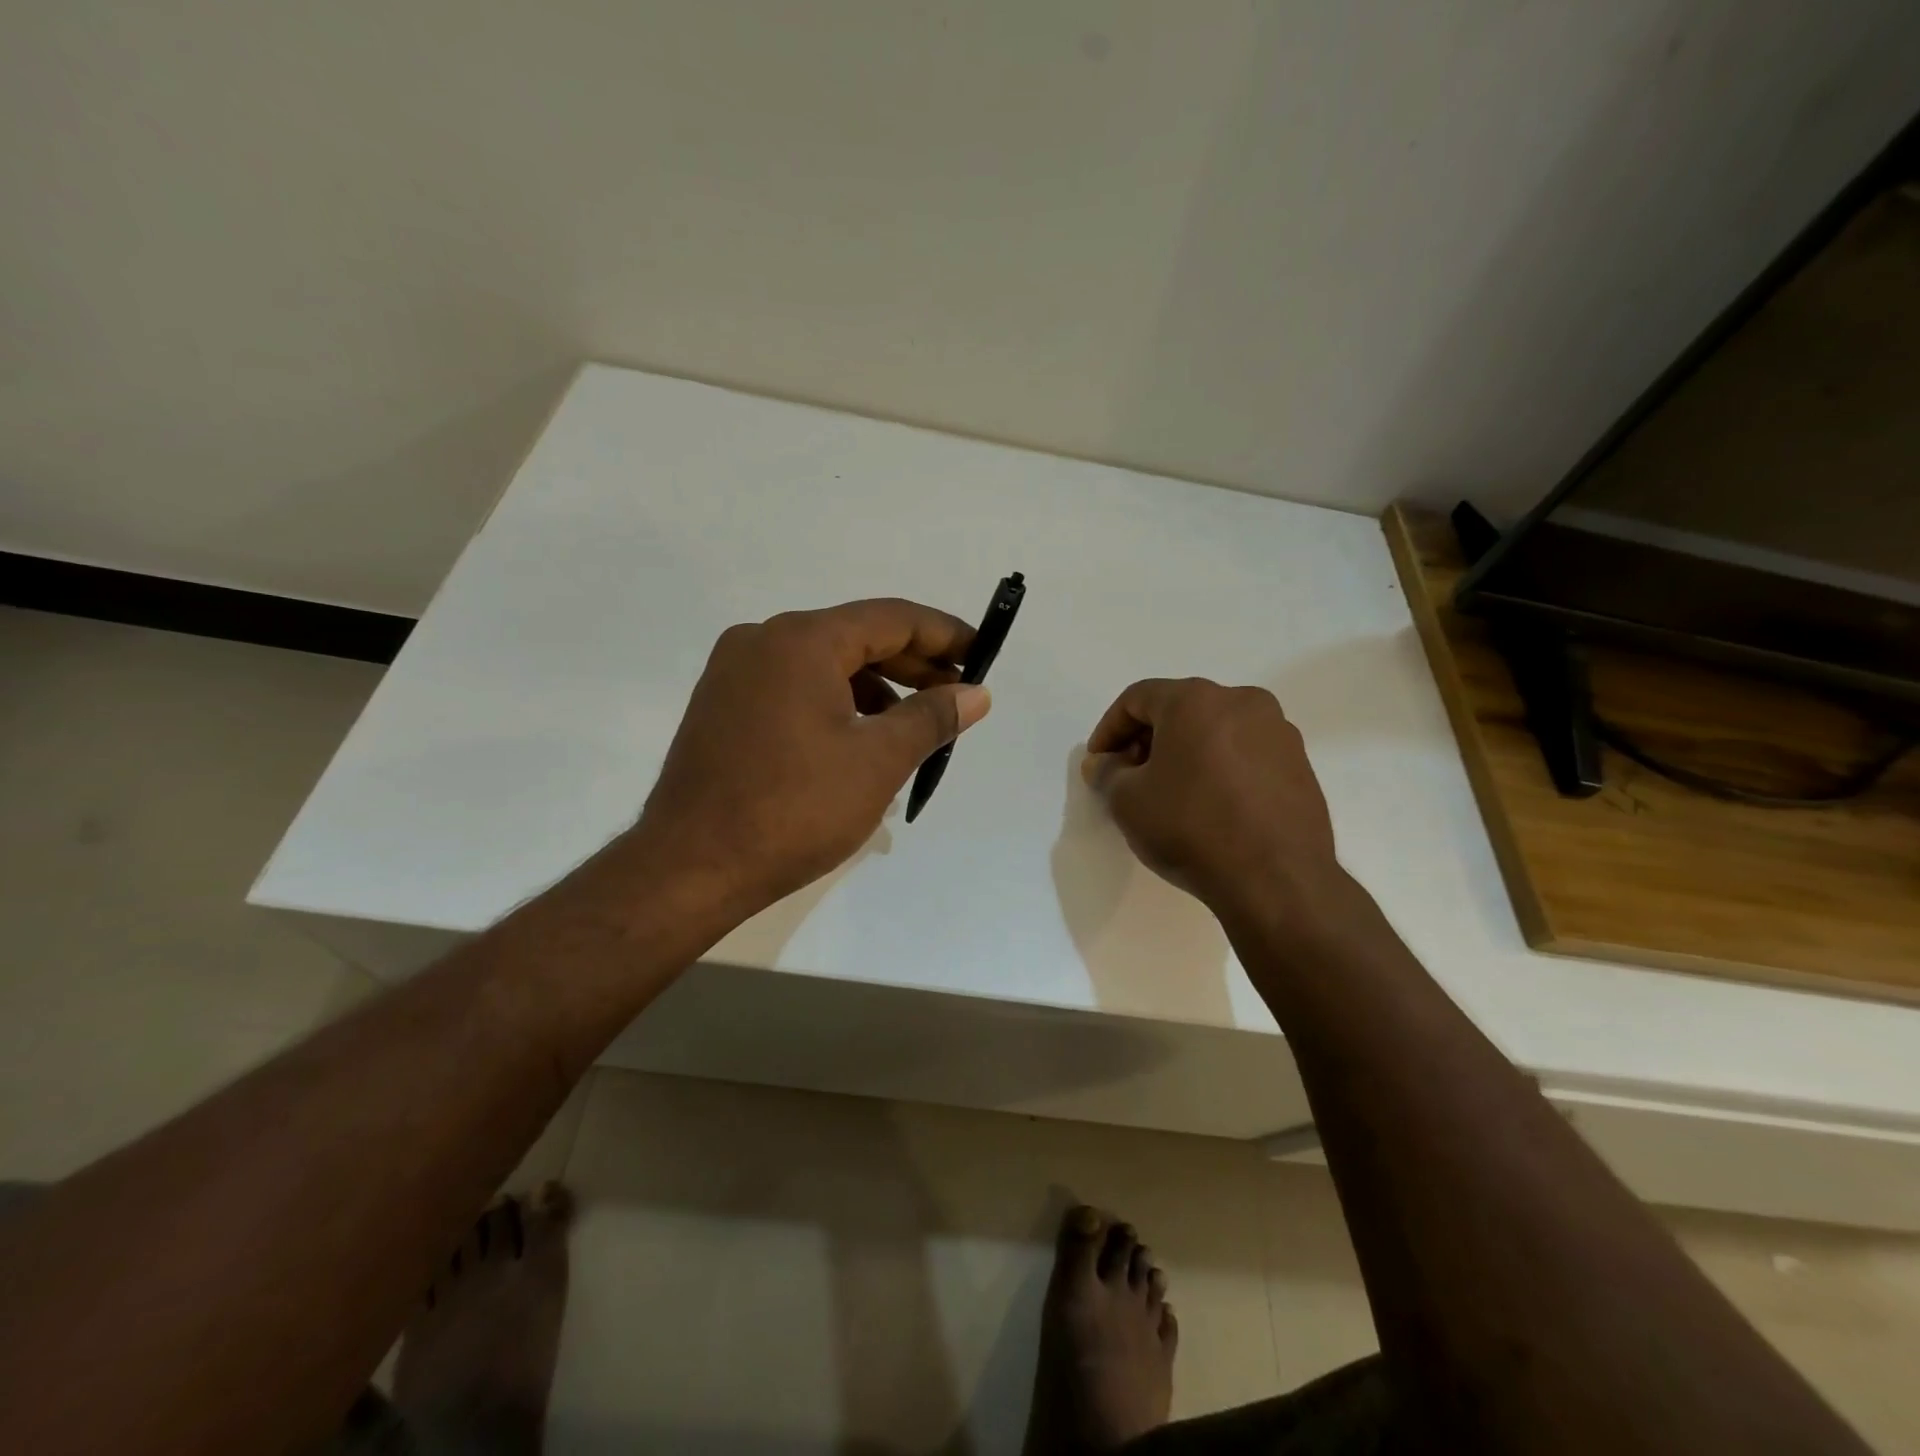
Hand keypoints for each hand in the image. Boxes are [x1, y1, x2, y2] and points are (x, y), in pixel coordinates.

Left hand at [629, 599, 991, 922]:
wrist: (690, 867)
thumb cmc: (794, 809)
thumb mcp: (878, 761)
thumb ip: (932, 717)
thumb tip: (976, 693)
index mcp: (801, 640)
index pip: (891, 618)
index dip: (944, 634)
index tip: (983, 654)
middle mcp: (763, 641)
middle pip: (856, 638)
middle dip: (913, 666)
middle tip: (957, 696)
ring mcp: (735, 673)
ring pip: (824, 665)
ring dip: (875, 689)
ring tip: (913, 728)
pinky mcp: (722, 706)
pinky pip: (795, 688)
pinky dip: (836, 705)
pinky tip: (860, 743)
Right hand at [1083, 678, 1340, 919]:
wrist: (1276, 881)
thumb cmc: (1192, 828)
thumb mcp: (1128, 801)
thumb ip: (1107, 773)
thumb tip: (1103, 763)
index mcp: (1196, 700)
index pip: (1137, 698)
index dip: (1109, 729)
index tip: (1099, 763)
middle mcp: (1242, 702)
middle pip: (1180, 709)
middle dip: (1147, 740)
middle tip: (1129, 777)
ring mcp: (1278, 732)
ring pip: (1215, 730)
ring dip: (1185, 753)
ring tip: (1170, 794)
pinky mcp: (1300, 765)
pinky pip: (1245, 754)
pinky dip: (1219, 768)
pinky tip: (1209, 806)